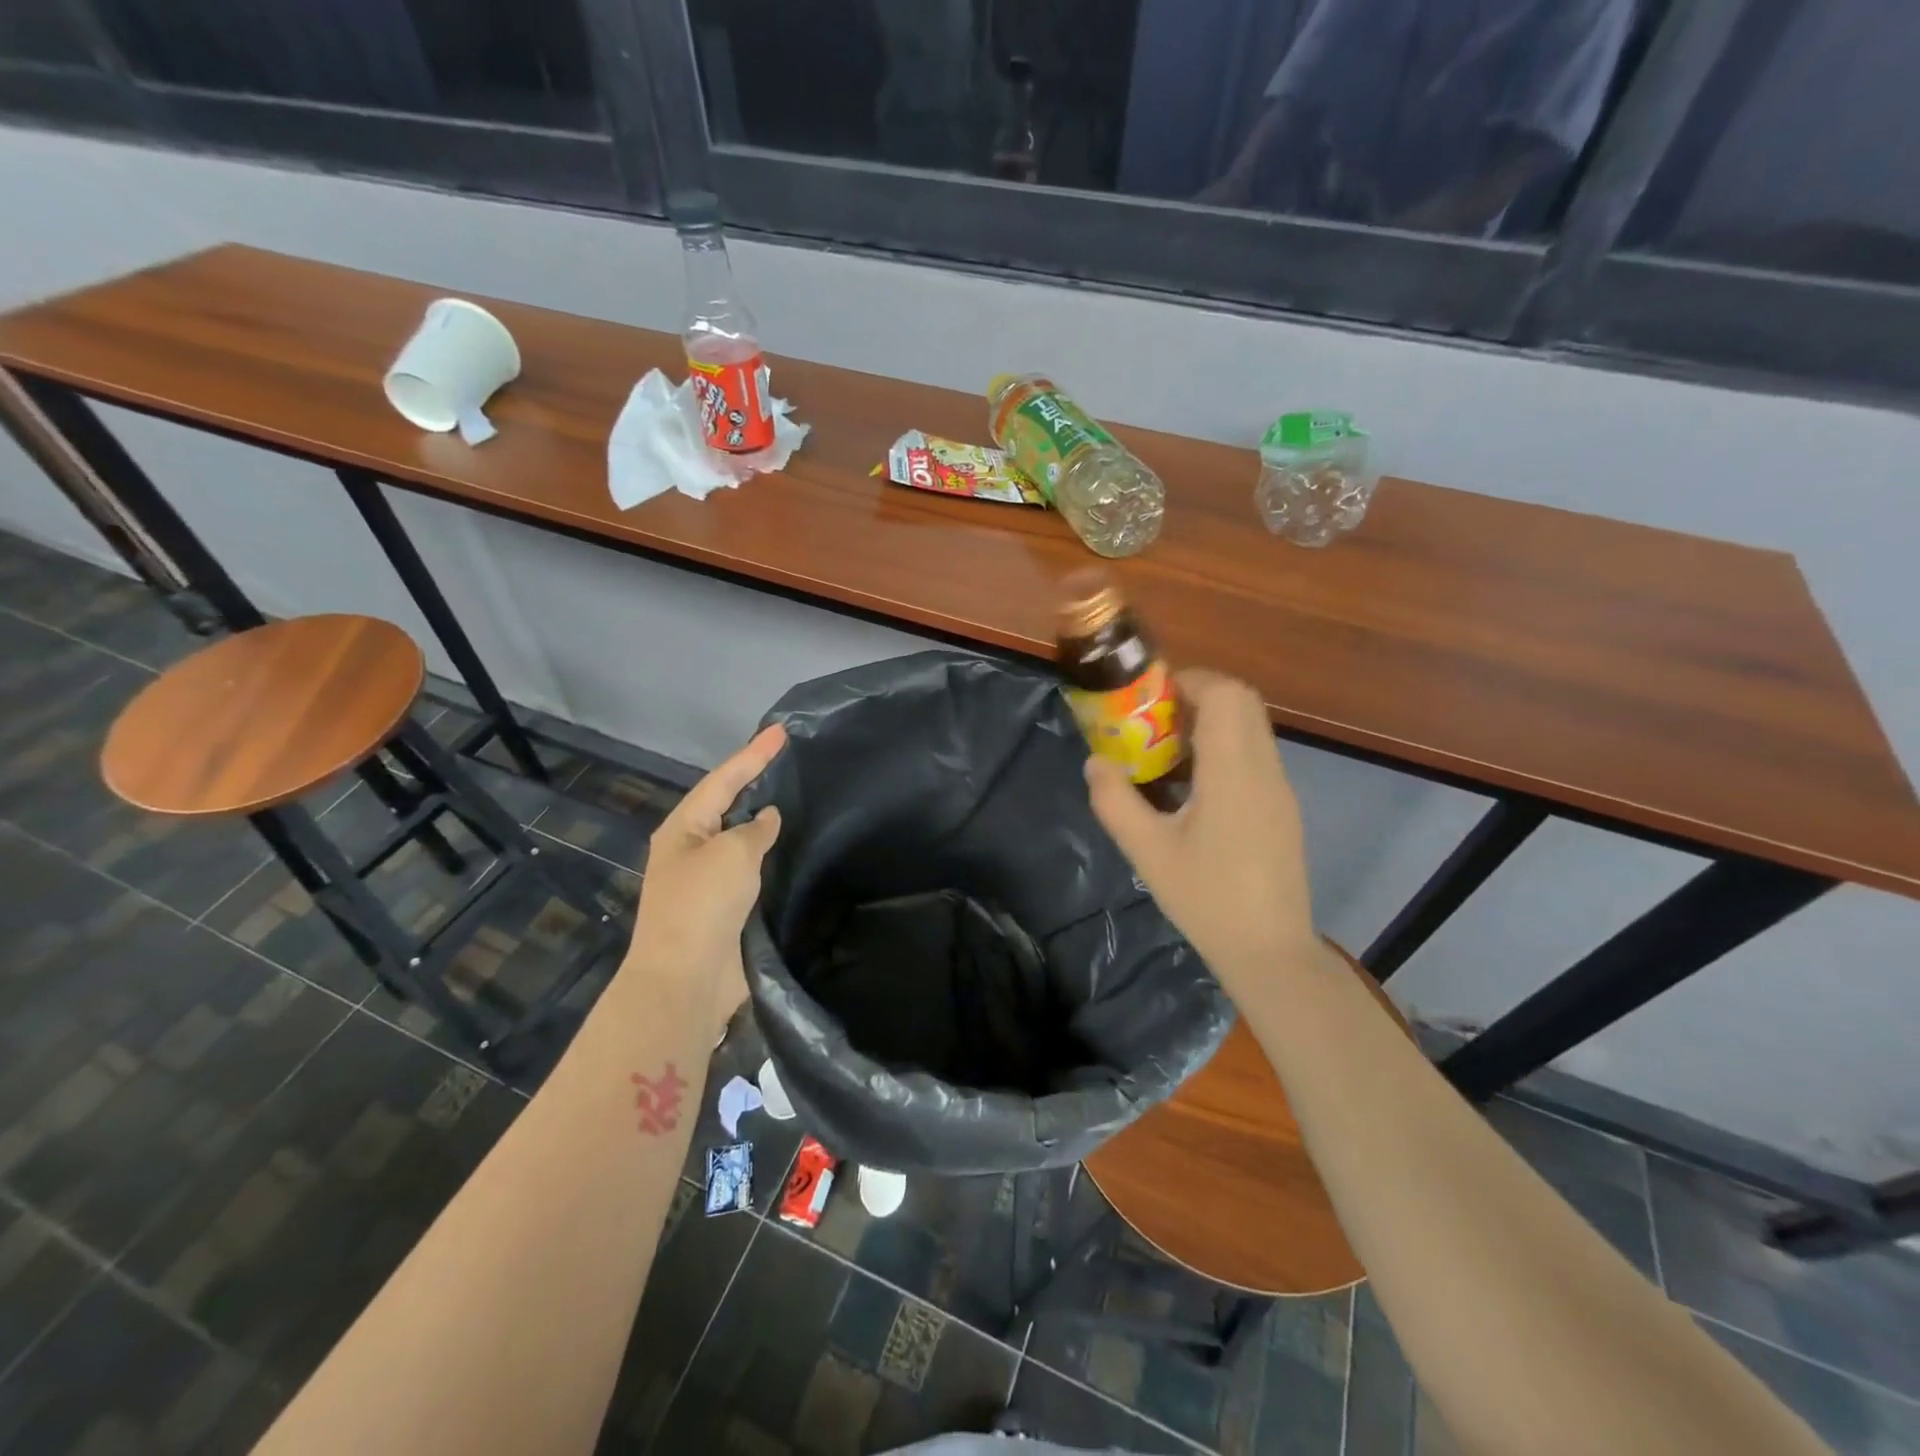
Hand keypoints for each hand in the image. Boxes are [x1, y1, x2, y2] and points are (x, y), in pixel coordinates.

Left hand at [626, 724, 784, 1026]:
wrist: (686, 980)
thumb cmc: (703, 905)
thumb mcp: (732, 854)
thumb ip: (754, 830)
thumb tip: (767, 818)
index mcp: (683, 829)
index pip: (723, 779)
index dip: (754, 754)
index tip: (782, 731)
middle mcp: (692, 849)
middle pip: (728, 805)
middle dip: (755, 781)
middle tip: (789, 759)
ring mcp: (707, 881)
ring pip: (741, 839)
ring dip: (764, 821)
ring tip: (797, 797)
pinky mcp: (726, 908)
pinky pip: (752, 870)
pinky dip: (771, 856)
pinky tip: (793, 849)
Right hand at [1084, 670, 1316, 992]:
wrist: (1270, 950)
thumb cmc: (1207, 899)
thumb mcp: (1148, 852)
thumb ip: (1115, 802)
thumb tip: (1095, 762)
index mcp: (1234, 772)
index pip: (1226, 695)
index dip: (1190, 681)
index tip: (1151, 697)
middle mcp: (1265, 769)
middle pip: (1243, 702)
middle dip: (1198, 696)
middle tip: (1155, 720)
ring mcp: (1279, 788)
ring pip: (1252, 728)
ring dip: (1212, 723)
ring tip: (1168, 752)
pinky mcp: (1282, 808)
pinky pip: (1255, 755)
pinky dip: (1225, 748)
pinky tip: (1194, 788)